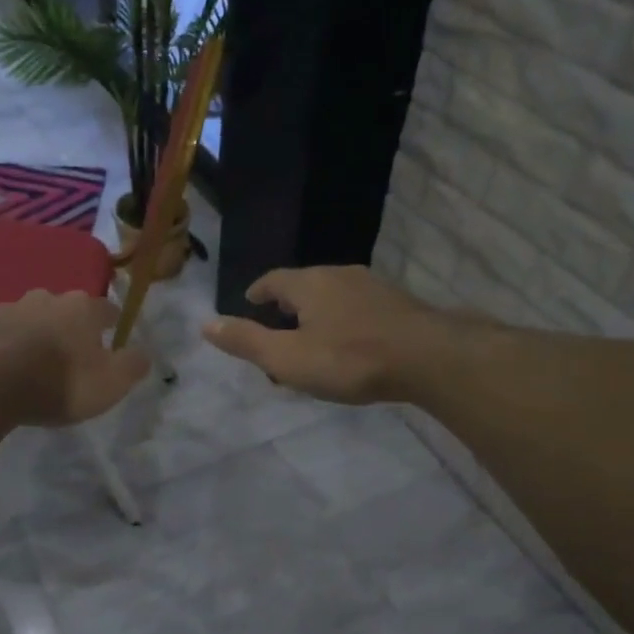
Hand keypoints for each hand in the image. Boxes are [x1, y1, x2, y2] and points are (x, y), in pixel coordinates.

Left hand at [0, 290, 149, 425]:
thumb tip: (144, 353)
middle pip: (63, 310)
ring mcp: (4, 309)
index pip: (105, 309)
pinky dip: (0, 348)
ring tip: (31, 365)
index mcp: (80, 308)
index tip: (113, 335)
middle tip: (70, 355)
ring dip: (32, 336)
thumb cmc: (57, 382)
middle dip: (68, 327)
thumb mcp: (110, 384)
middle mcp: (43, 299)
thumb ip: (132, 366)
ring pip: (26, 319)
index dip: (111, 323)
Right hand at [202, 266, 452, 404]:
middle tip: (277, 331)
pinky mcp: (397, 304)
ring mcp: (372, 286)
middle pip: (303, 286)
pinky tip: (350, 344)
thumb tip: (206, 324)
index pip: (273, 280)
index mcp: (308, 283)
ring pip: (333, 296)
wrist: (427, 357)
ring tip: (311, 340)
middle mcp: (338, 275)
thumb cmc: (349, 359)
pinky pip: (358, 307)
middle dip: (287, 306)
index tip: (249, 303)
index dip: (258, 292)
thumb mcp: (288, 358)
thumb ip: (247, 342)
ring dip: (317, 314)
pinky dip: (344, 321)